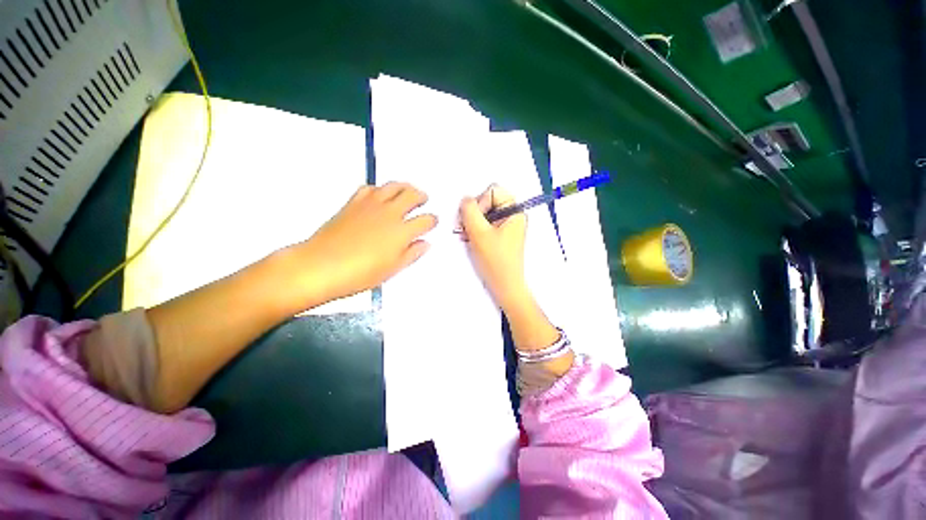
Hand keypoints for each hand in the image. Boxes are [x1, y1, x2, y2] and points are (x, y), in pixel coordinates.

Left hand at [289, 183, 436, 305]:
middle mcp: (390, 213)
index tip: (433, 221)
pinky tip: (380, 194)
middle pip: (412, 196)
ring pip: (393, 186)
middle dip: (422, 196)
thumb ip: (412, 254)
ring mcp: (371, 205)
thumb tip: (424, 244)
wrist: (321, 265)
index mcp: (402, 232)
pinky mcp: (354, 202)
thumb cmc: (359, 273)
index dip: (432, 220)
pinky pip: (370, 187)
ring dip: (404, 186)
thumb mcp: (393, 269)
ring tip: (407, 190)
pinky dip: (379, 188)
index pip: (426, 220)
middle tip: (424, 199)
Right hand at [459, 184, 529, 310]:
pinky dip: (475, 230)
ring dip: (472, 223)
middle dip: (473, 214)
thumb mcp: (479, 233)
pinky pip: (484, 224)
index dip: (479, 202)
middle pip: (487, 201)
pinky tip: (470, 239)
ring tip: (466, 236)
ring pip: (483, 213)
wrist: (505, 286)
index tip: (474, 220)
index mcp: (514, 211)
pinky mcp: (500, 235)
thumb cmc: (496, 262)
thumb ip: (469, 211)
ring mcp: (506, 226)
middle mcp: (512, 216)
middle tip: (465, 228)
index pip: (493, 190)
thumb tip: (465, 200)